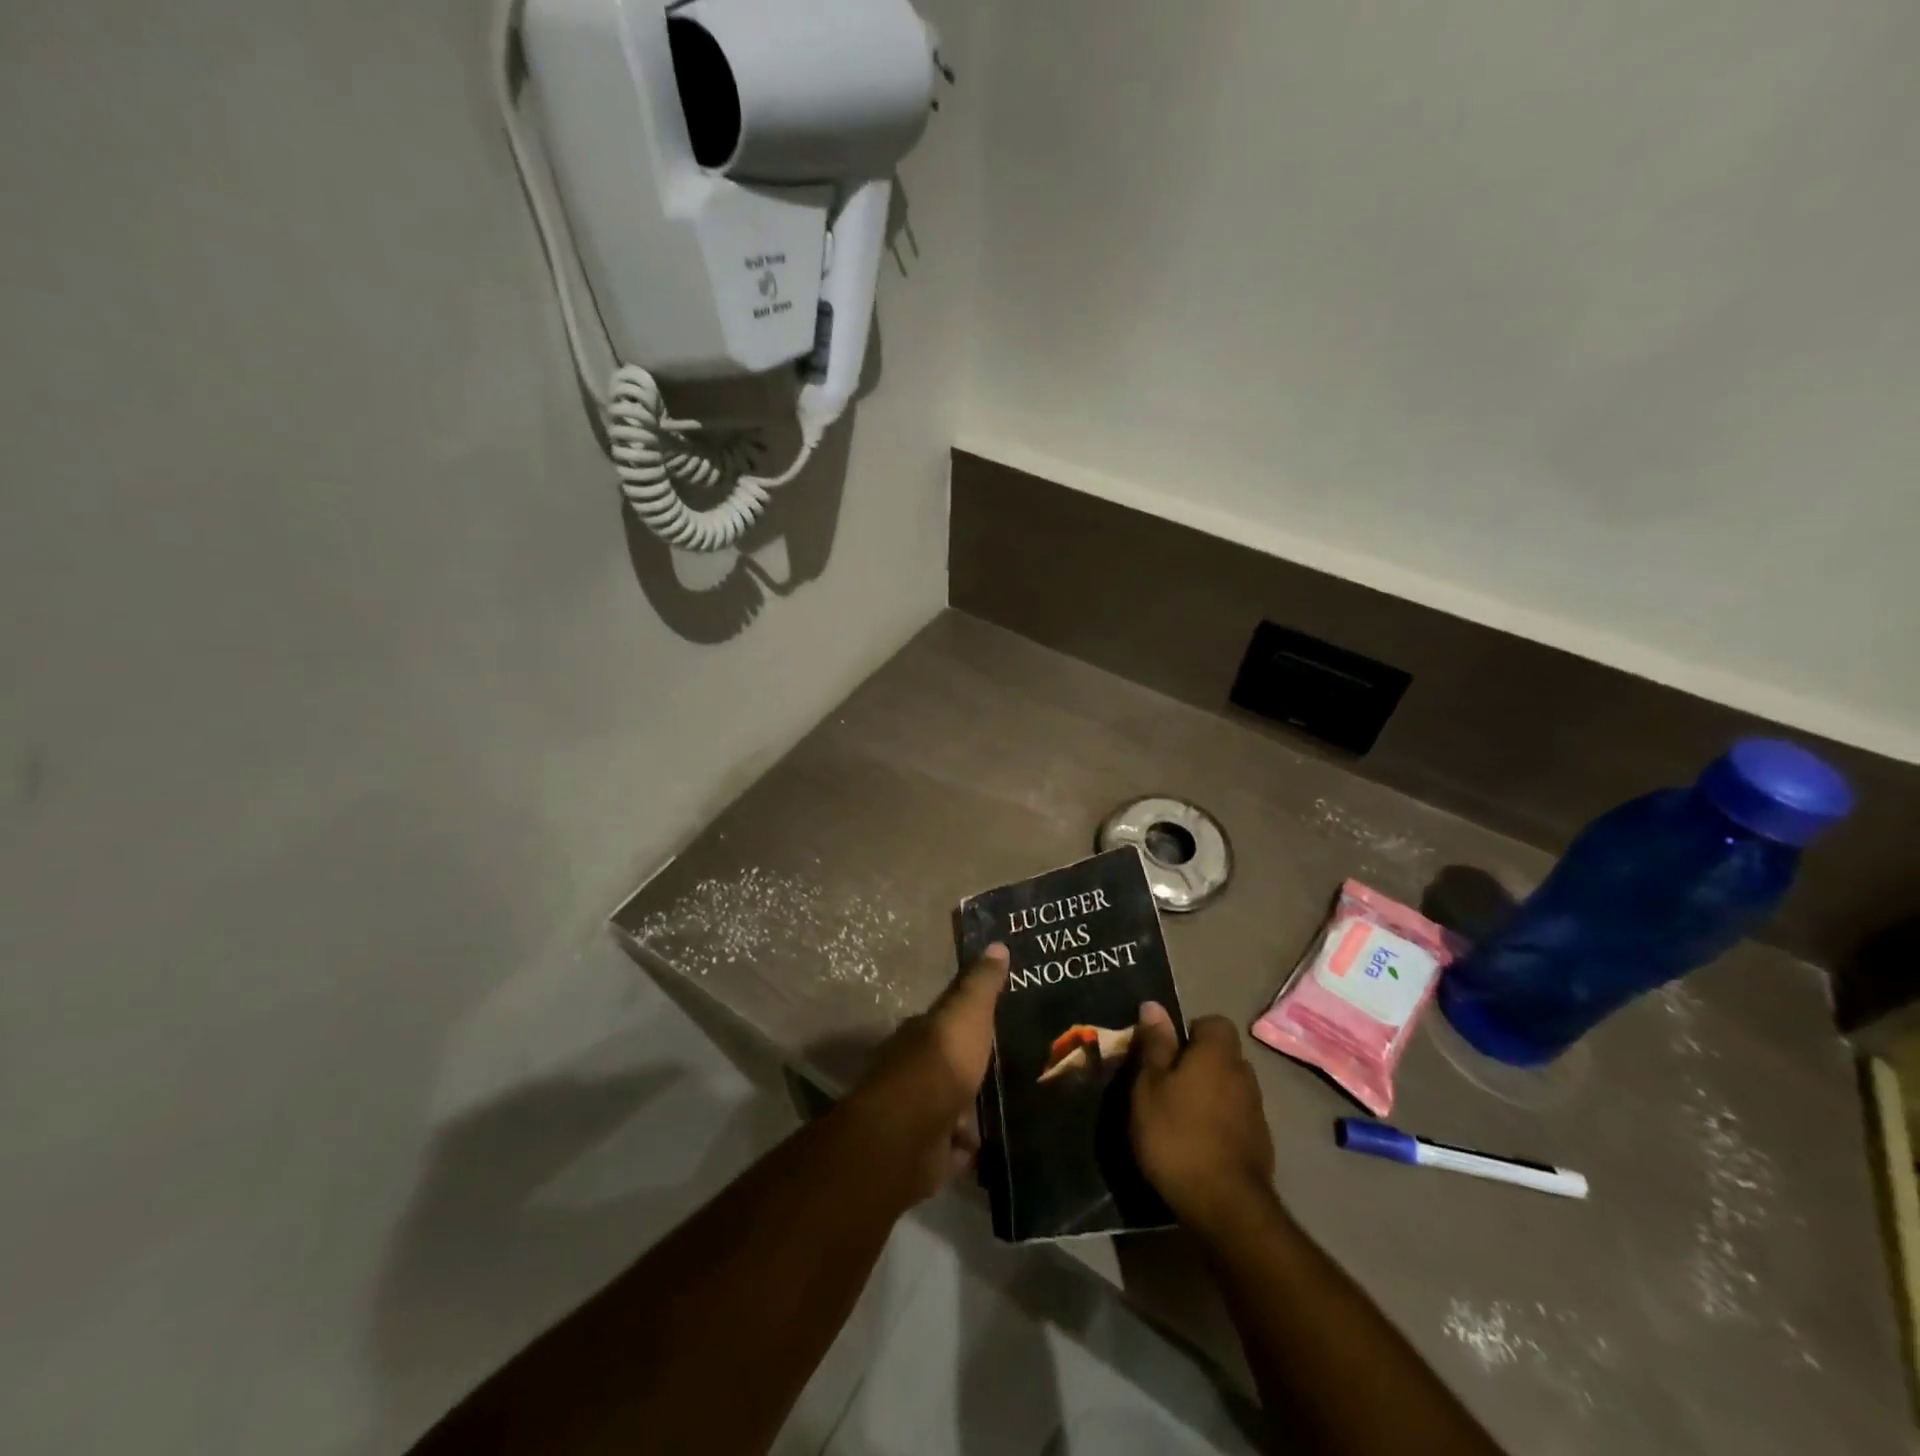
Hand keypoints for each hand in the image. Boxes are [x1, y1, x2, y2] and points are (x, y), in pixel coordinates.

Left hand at [842, 945, 1008, 1204]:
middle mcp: (914, 1068)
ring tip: (1013, 1105)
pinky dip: (970, 1145)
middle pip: (949, 1060)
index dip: (971, 1013)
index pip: (947, 1016)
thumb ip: (981, 984)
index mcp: (922, 1032)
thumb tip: (998, 944)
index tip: (999, 1015)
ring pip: (951, 1103)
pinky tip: (996, 1143)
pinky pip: (955, 1146)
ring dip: (972, 1106)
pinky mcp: (926, 1152)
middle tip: (1014, 1062)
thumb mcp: (967, 1014)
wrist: (906, 1137)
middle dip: (973, 1062)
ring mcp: (918, 1112)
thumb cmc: (939, 1064)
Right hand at [1130, 1007, 1278, 1235]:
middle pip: (1222, 1055)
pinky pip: (1237, 1117)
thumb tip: (1154, 1005)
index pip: (1213, 1022)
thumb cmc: (1176, 1135)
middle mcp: (1244, 1074)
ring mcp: (1257, 1111)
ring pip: (1230, 1087)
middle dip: (1199, 1063)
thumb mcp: (1150, 1085)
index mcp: (1217, 1053)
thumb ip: (1155, 1045)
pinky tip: (1199, 1144)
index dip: (1190, 1031)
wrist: (1224, 1206)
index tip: (1167, 1053)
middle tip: (1167, 1085)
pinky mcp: (1261, 1144)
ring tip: (1181, 1117)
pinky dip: (1220, 1122)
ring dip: (1210, 1094)